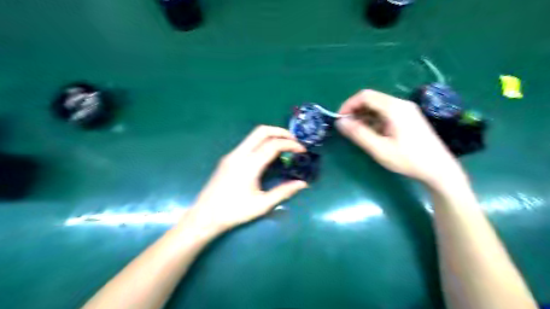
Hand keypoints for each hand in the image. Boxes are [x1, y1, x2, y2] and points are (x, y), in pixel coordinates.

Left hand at [186, 126, 308, 234]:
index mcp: (249, 165)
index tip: (302, 150)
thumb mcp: (262, 205)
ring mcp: (231, 155)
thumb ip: (284, 192)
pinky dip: (262, 142)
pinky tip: (268, 155)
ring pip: (253, 135)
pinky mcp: (228, 158)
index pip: (273, 145)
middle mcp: (239, 154)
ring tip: (284, 146)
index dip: (290, 144)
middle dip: (281, 132)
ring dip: (271, 136)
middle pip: (262, 131)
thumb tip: (303, 184)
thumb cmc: (234, 212)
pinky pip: (248, 143)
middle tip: (294, 141)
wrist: (205, 215)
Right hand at [335, 89, 467, 187]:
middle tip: (346, 127)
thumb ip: (358, 134)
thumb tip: (340, 122)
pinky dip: (373, 120)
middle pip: (371, 99)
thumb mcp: (379, 149)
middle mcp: (400, 104)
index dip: (348, 105)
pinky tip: (371, 133)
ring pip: (378, 106)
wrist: (439, 169)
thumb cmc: (409, 160)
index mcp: (394, 108)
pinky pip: (385, 113)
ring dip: (364, 116)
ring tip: (356, 132)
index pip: (365, 96)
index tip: (339, 119)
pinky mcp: (408, 118)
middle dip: (355, 111)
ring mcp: (406, 110)